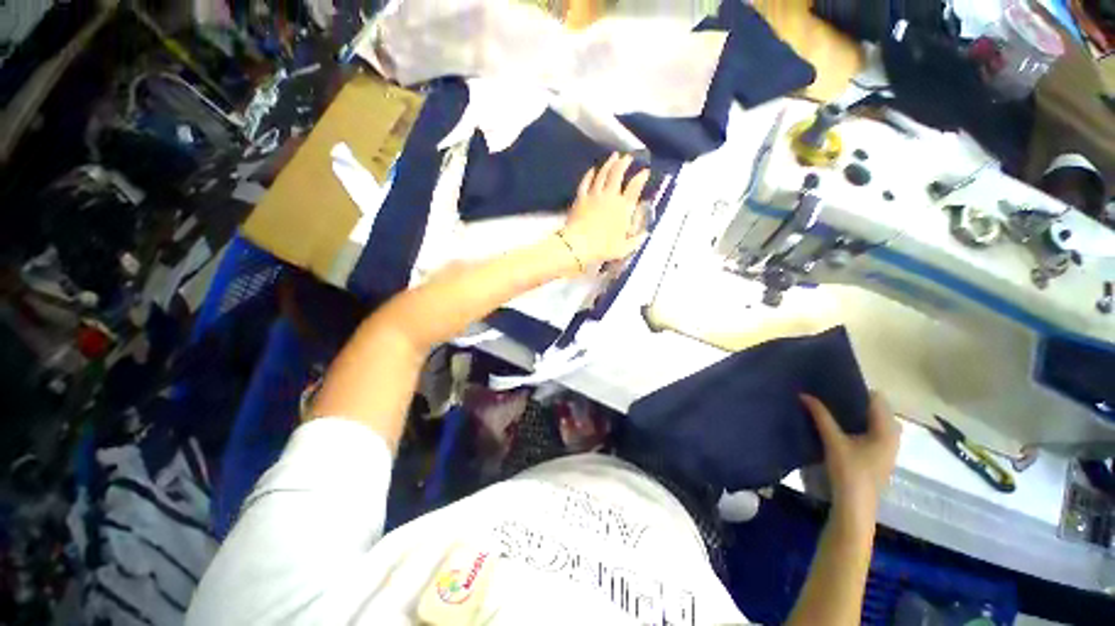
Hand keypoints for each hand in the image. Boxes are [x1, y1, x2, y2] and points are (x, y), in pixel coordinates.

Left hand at [559, 153, 650, 269]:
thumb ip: (635, 241)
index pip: (635, 187)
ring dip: (609, 163)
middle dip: (624, 163)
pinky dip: (589, 174)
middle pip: (618, 174)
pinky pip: (586, 182)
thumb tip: (645, 235)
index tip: (645, 171)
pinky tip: (592, 169)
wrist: (579, 245)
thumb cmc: (603, 248)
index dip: (641, 177)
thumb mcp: (624, 248)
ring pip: (603, 174)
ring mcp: (594, 195)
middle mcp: (610, 197)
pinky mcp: (581, 198)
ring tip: (614, 156)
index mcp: (623, 208)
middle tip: (628, 157)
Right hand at [802, 392, 900, 516]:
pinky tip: (839, 427)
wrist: (855, 507)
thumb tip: (804, 394)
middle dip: (854, 401)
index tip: (835, 383)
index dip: (857, 389)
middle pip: (875, 409)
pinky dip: (857, 425)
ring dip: (855, 414)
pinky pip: (871, 432)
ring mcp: (887, 448)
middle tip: (829, 395)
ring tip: (831, 408)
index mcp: (887, 430)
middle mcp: (892, 436)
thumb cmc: (849, 472)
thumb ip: (820, 416)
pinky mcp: (879, 456)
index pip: (876, 398)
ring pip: (873, 422)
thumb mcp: (833, 441)